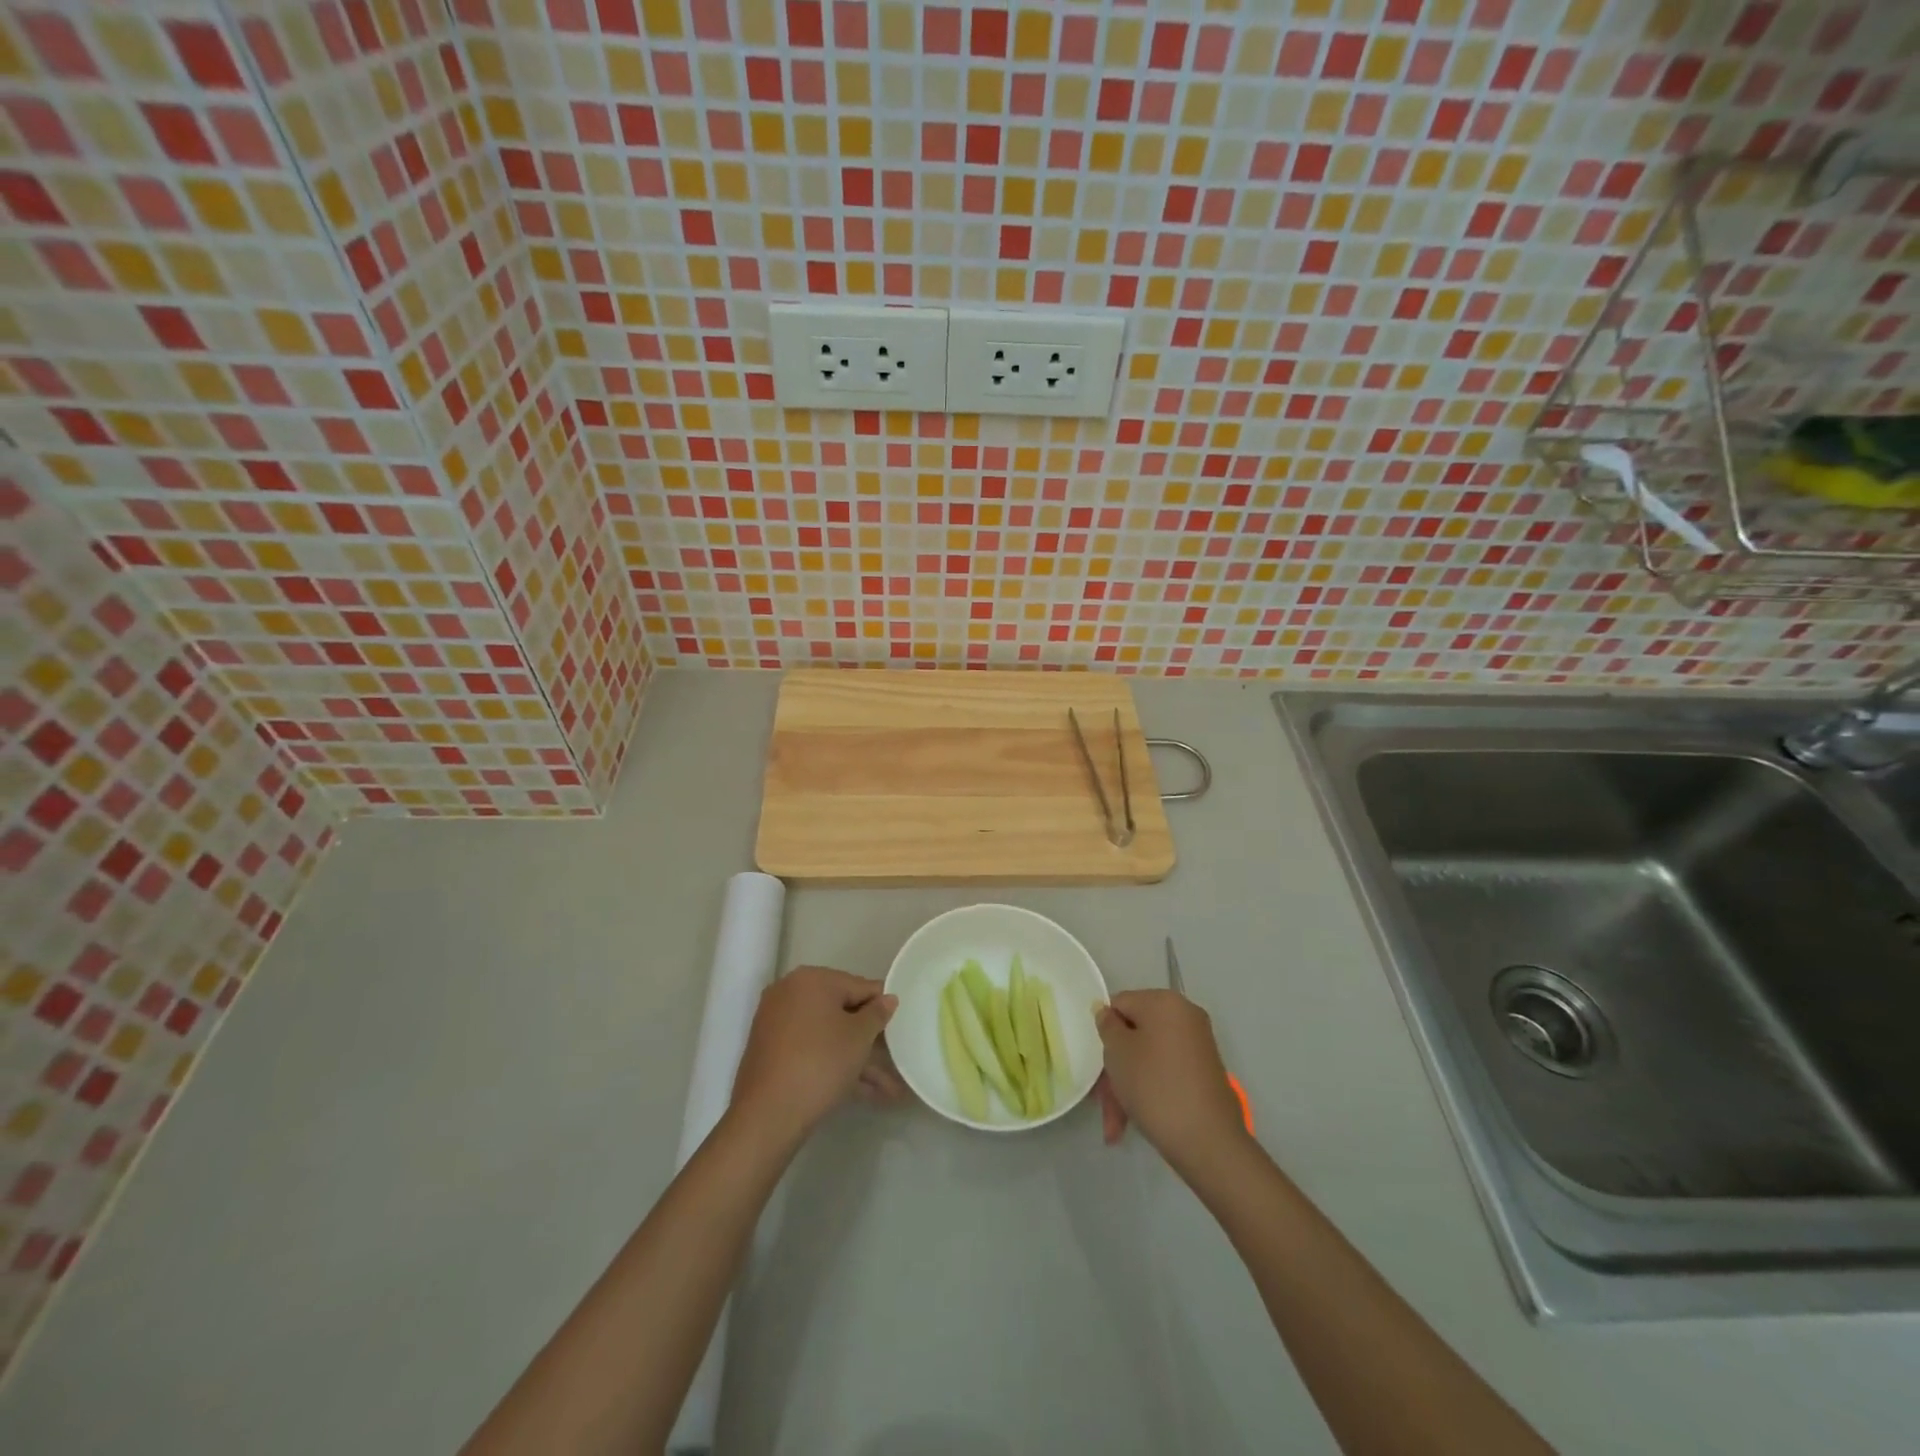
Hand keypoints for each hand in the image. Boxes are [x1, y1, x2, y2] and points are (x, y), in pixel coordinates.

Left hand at [730, 966, 896, 1145]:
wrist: (767, 1115)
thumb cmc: (820, 1062)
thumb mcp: (859, 1037)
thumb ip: (878, 1013)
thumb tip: (887, 998)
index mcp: (811, 980)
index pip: (859, 986)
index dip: (883, 1007)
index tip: (901, 1026)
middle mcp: (790, 994)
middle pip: (842, 1012)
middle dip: (871, 1041)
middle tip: (896, 1059)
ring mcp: (778, 1024)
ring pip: (828, 1037)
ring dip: (858, 1060)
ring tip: (890, 1090)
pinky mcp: (772, 1053)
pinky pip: (812, 1051)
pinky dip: (835, 1066)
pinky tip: (865, 1093)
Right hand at [1093, 990, 1250, 1175]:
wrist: (1209, 1141)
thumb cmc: (1154, 1086)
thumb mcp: (1117, 1051)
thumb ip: (1107, 1025)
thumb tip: (1106, 1011)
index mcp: (1164, 1001)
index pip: (1120, 1004)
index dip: (1104, 1032)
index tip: (1096, 1063)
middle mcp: (1185, 1016)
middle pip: (1134, 1034)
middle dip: (1115, 1069)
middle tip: (1102, 1102)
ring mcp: (1197, 1045)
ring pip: (1148, 1058)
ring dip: (1127, 1087)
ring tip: (1116, 1127)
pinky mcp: (1204, 1073)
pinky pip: (1166, 1072)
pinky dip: (1148, 1091)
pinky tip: (1132, 1123)